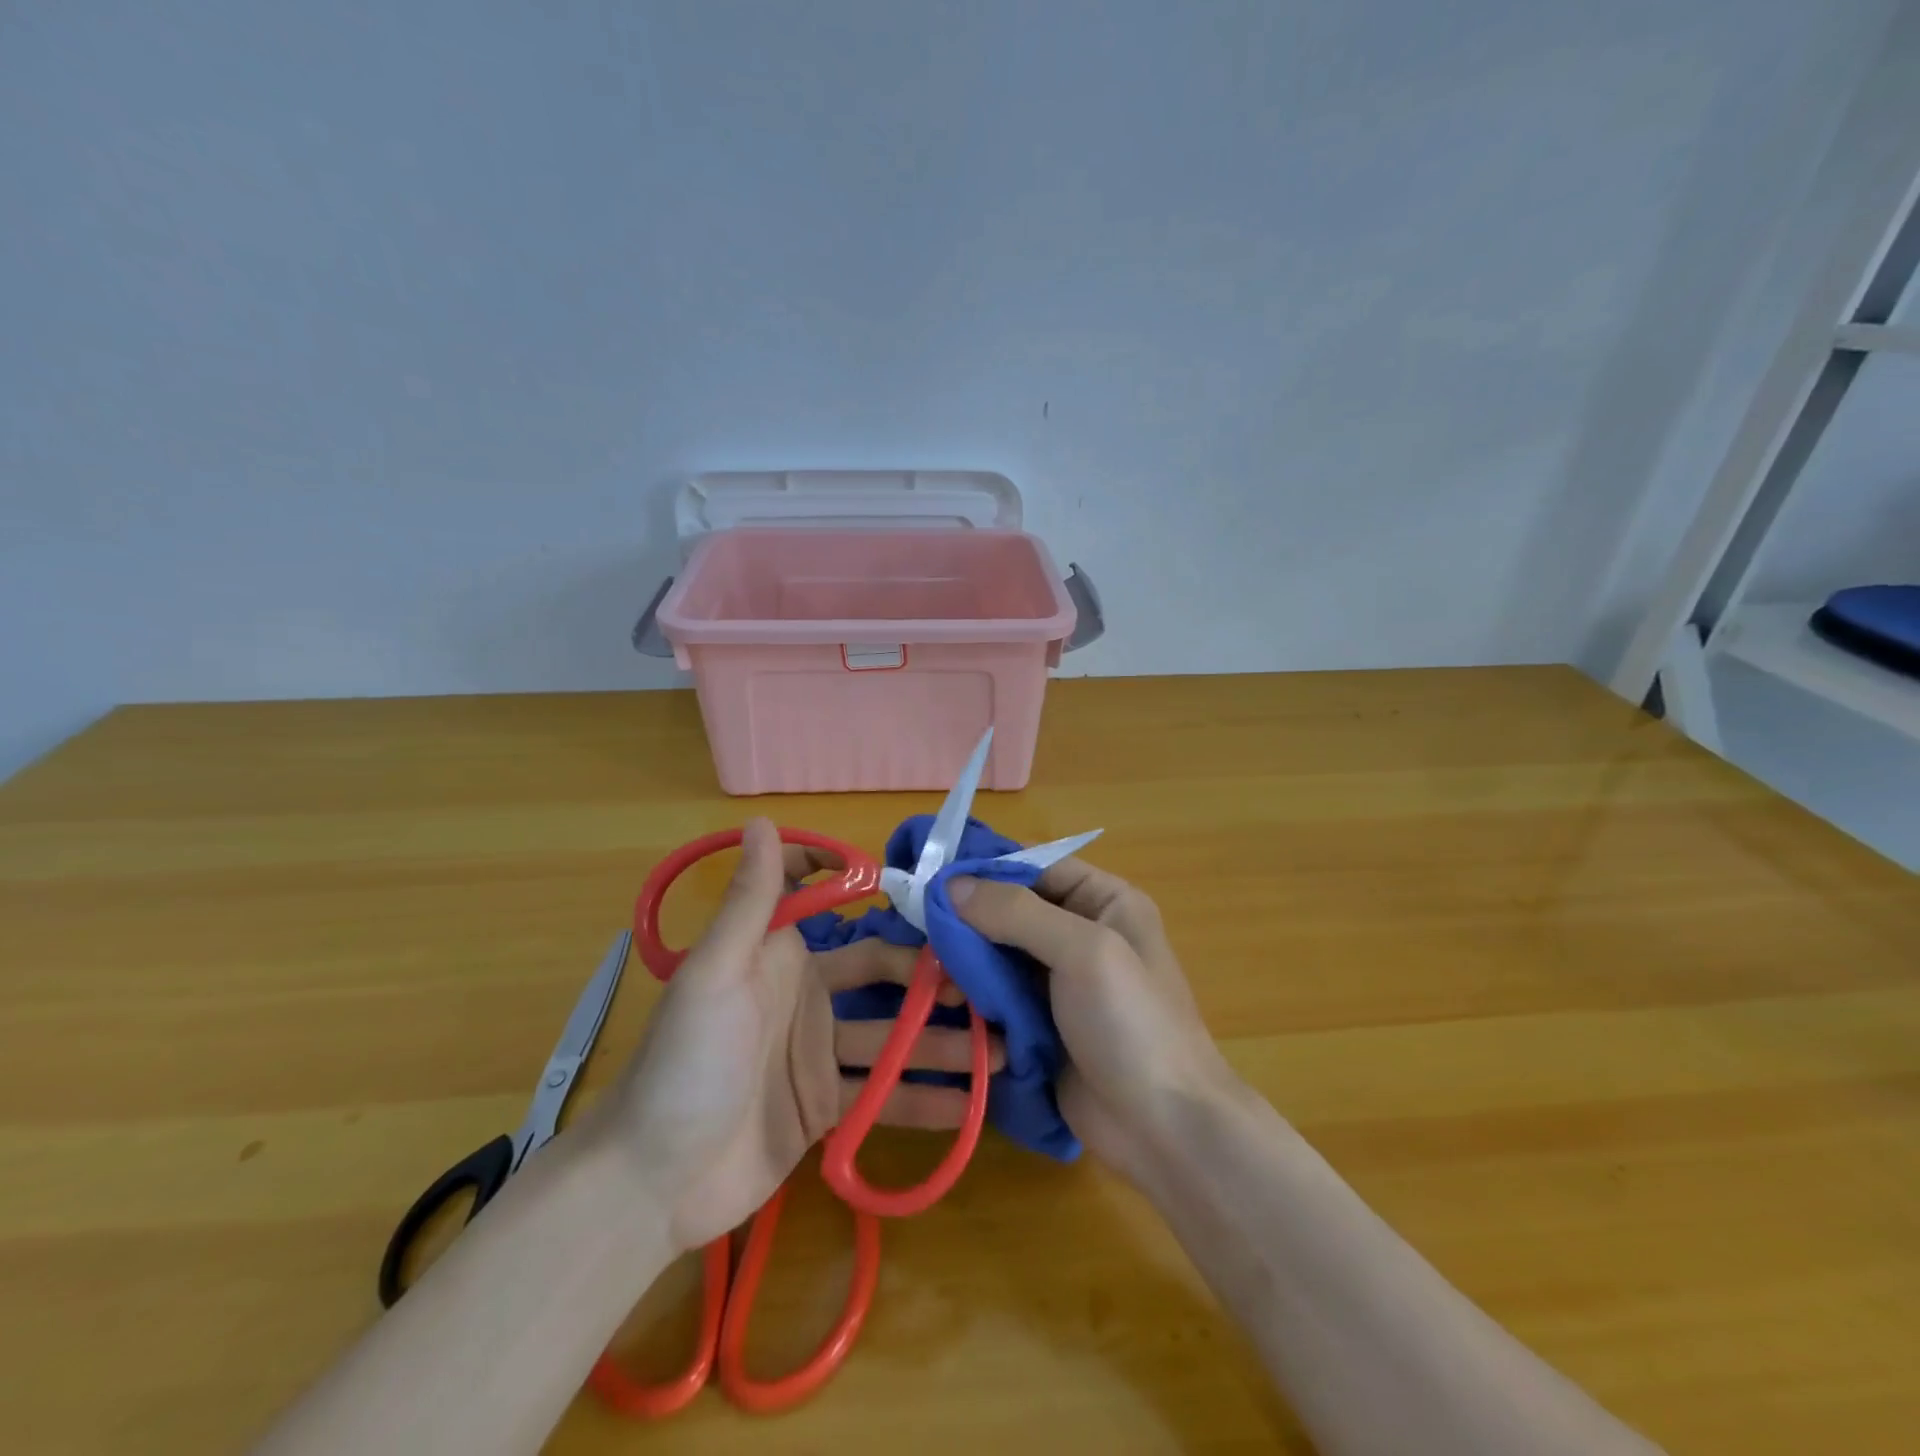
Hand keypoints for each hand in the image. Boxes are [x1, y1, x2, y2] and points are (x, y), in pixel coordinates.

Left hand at [598, 818, 1004, 1252]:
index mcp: (779, 955)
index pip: (823, 902)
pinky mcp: (824, 1106)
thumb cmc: (685, 1063)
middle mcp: (805, 995)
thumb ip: (750, 901)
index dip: (861, 886)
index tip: (922, 890)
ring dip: (942, 1042)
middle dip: (931, 976)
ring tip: (1001, 1046)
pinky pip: (883, 1096)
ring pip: (892, 1037)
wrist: (649, 1183)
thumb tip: (762, 820)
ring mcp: (816, 1053)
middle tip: (989, 983)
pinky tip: (972, 1105)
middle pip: (881, 974)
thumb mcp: (716, 974)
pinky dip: (923, 1100)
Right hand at [950, 859, 1230, 1178]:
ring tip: (923, 967)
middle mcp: (1081, 933)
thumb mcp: (1083, 951)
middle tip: (914, 926)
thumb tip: (951, 883)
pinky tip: (939, 996)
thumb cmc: (1132, 1024)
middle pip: (1012, 910)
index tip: (931, 875)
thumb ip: (1017, 912)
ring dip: (965, 959)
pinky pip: (998, 995)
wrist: (1165, 1130)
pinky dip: (971, 994)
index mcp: (1105, 902)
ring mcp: (1060, 982)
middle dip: (968, 918)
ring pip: (999, 954)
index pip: (1036, 867)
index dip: (986, 868)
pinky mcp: (1041, 1024)